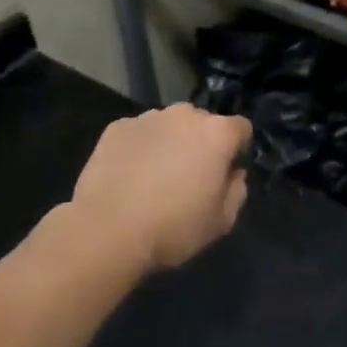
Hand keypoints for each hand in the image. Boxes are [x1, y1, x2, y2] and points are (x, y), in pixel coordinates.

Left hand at [72, 106, 252, 269]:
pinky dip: (139, 148)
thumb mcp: (221, 222)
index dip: (236, 150)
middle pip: (202, 123)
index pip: (240, 129)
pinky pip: (138, 133)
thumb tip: (234, 174)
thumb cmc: (173, 228)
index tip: (225, 173)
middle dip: (201, 143)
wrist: (106, 230)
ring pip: (168, 126)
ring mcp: (148, 118)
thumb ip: (237, 191)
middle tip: (189, 176)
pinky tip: (128, 176)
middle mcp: (184, 115)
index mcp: (216, 134)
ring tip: (154, 177)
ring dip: (169, 143)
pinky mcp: (117, 127)